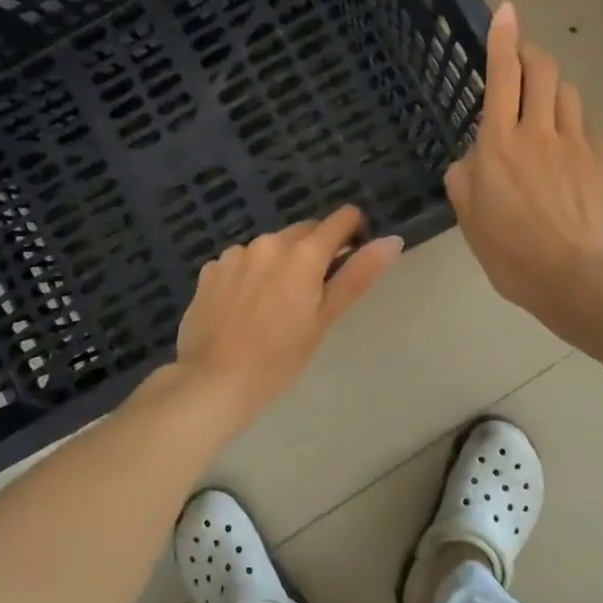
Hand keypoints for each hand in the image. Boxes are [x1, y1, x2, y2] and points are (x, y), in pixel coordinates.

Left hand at [172, 205, 402, 429]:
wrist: (213, 382)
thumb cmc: (279, 359)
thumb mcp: (324, 320)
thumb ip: (358, 276)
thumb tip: (392, 241)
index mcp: (303, 253)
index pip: (340, 220)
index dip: (352, 232)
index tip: (352, 255)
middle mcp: (269, 242)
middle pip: (304, 232)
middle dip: (315, 251)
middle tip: (313, 293)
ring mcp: (235, 253)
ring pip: (270, 247)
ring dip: (279, 262)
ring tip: (275, 304)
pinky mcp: (210, 269)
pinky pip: (240, 261)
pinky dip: (249, 274)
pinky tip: (244, 307)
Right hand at [446, 2, 602, 334]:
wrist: (575, 278)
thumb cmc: (510, 253)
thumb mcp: (469, 219)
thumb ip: (463, 180)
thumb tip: (471, 160)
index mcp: (498, 144)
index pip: (502, 76)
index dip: (503, 39)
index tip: (506, 10)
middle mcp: (538, 132)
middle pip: (542, 70)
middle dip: (532, 52)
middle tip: (524, 57)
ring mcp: (576, 144)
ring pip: (567, 93)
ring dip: (553, 88)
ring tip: (545, 105)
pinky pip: (588, 125)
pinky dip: (574, 122)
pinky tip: (569, 144)